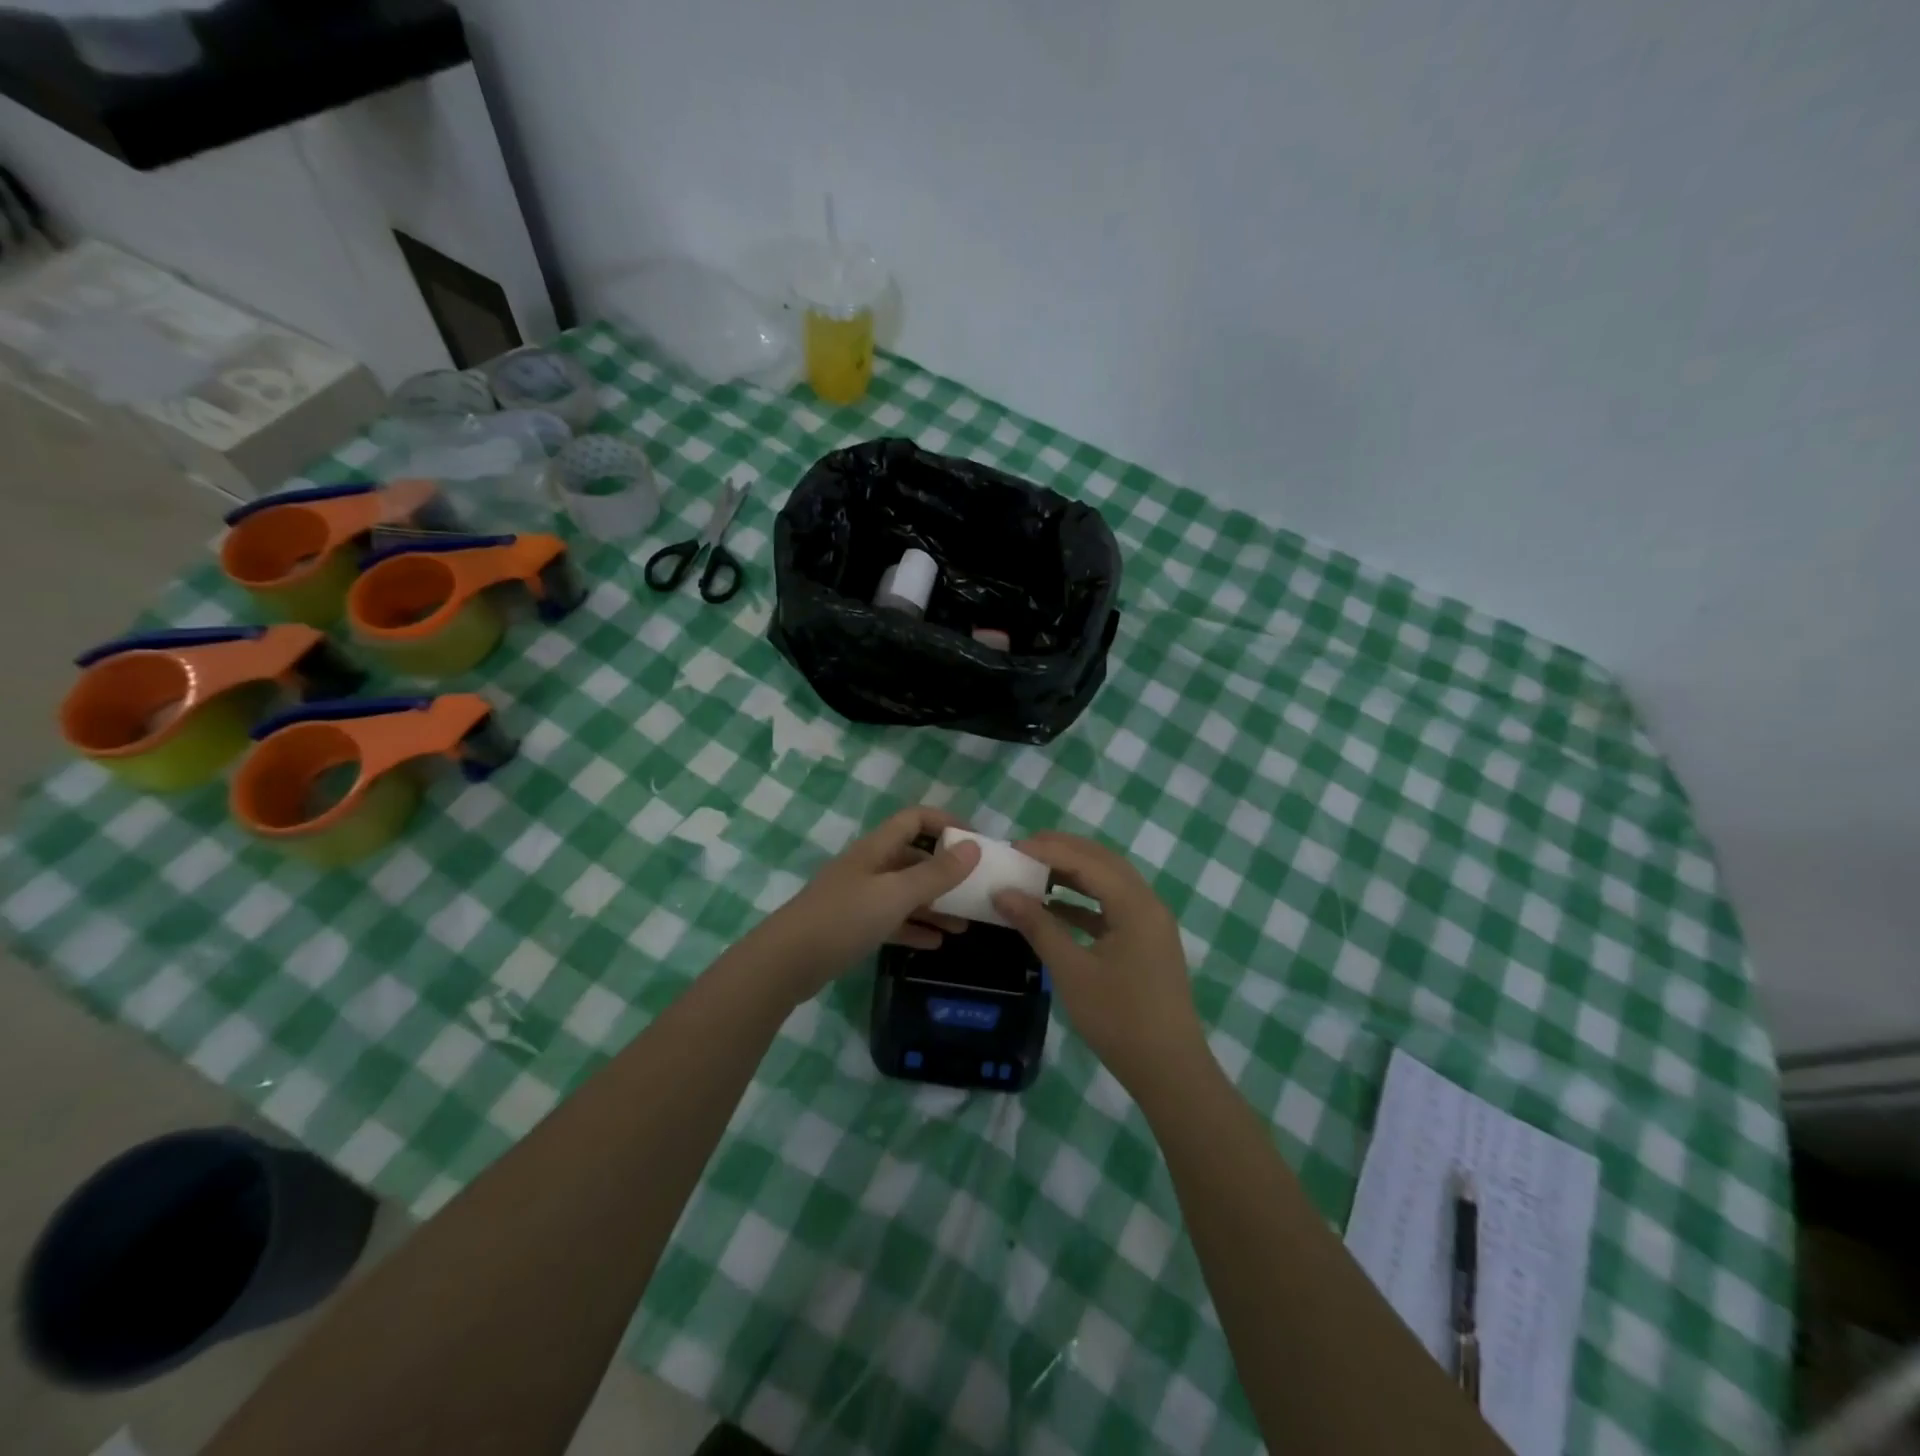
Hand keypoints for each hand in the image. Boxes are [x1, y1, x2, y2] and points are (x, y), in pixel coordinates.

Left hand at [749, 805, 980, 1001]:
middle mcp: (869, 866)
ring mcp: (860, 897)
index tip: (976, 843)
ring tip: (965, 924)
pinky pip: (892, 920)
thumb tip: (973, 848)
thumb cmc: (844, 919)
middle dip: (946, 871)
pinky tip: (936, 943)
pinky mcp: (853, 926)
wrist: (786, 962)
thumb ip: (936, 873)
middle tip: (976, 889)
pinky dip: (914, 927)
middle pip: (914, 857)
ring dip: (935, 904)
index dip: (946, 823)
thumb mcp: (896, 895)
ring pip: (906, 892)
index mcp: (877, 848)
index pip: (915, 819)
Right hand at [992, 830, 1206, 1090]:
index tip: (1011, 847)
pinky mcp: (1145, 943)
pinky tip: (1054, 906)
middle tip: (1022, 849)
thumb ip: (1038, 926)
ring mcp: (1149, 924)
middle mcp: (1148, 904)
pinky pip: (1111, 907)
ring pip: (1108, 883)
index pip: (1088, 861)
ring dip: (1073, 873)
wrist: (1169, 1070)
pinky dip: (1083, 902)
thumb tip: (1002, 893)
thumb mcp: (1072, 971)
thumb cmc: (1119, 1019)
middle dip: (1063, 851)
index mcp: (1136, 905)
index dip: (1049, 850)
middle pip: (1103, 862)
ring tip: (1033, 870)